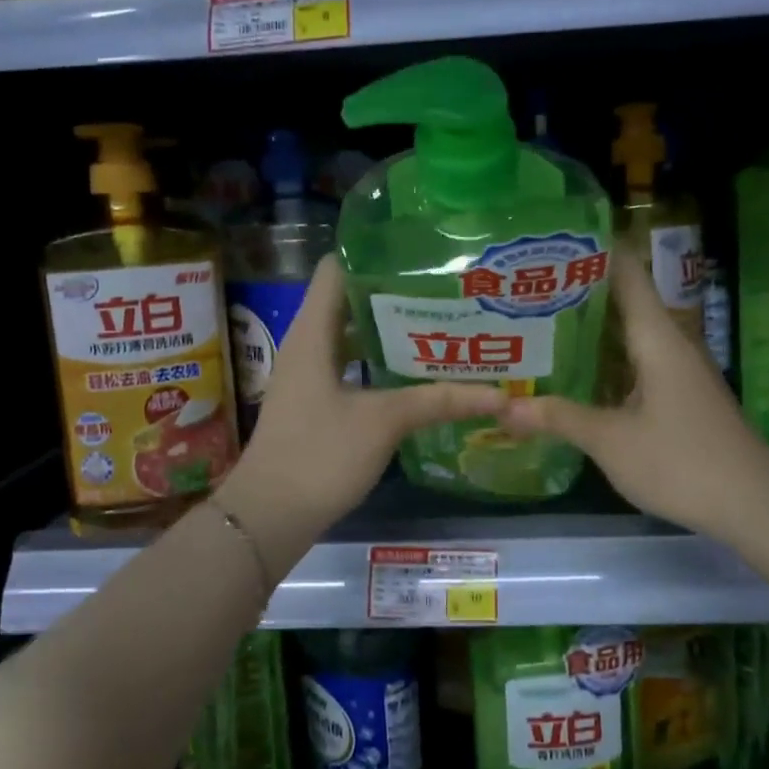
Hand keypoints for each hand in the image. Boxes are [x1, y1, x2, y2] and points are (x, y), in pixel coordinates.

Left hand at [217, 256, 502, 581]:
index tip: (420, 252)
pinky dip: (381, 363)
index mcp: (314, 331)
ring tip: (441, 324)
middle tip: (446, 290)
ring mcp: (309, 374)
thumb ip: (439, 401)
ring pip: (353, 336)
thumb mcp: (384, 421)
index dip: (374, 253)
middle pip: (350, 299)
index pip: (337, 267)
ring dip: (390, 331)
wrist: (269, 516)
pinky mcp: (316, 402)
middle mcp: (308, 343)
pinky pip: (351, 366)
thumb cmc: (319, 455)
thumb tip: (499, 394)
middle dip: (395, 293)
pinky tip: (417, 373)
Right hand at [498, 256, 768, 540]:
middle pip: (620, 302)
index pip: (625, 272)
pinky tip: (571, 375)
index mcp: (656, 336)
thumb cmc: (682, 461)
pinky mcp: (678, 396)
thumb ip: (558, 418)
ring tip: (534, 325)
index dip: (592, 251)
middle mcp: (668, 343)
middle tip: (523, 289)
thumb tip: (503, 407)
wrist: (754, 504)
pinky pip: (633, 364)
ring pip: (625, 336)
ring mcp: (676, 371)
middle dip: (575, 293)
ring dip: (587, 331)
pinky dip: (602, 362)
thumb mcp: (611, 441)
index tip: (548, 244)